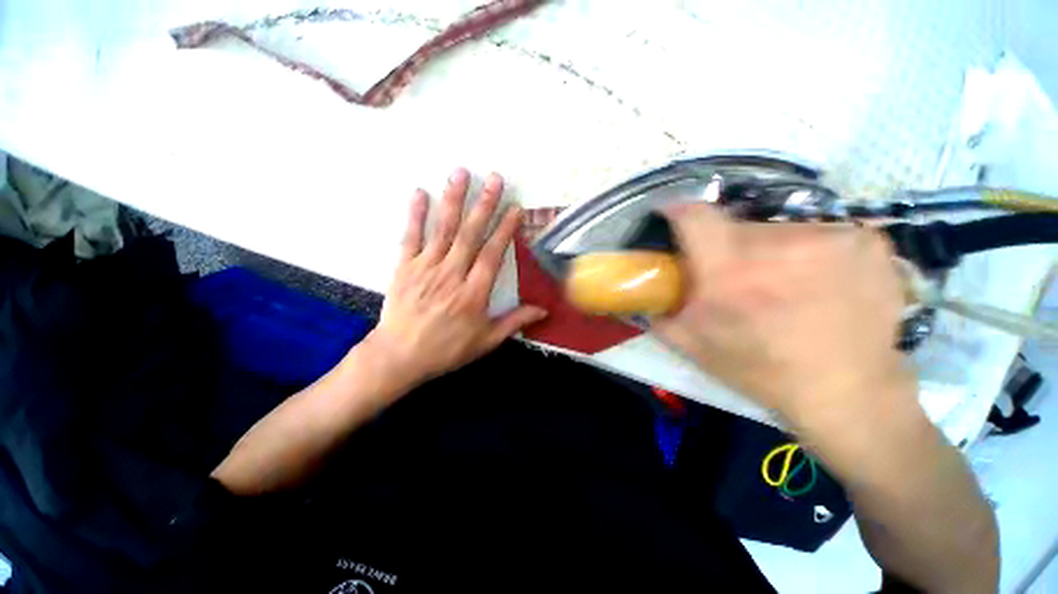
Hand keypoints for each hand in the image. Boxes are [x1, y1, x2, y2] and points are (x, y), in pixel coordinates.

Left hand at [365, 168, 546, 389]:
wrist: (400, 357)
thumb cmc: (446, 350)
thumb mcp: (486, 341)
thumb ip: (514, 322)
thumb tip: (543, 310)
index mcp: (474, 293)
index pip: (493, 254)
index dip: (505, 230)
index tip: (514, 208)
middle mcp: (452, 275)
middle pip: (470, 234)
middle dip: (484, 205)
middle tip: (494, 179)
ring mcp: (425, 268)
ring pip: (442, 230)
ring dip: (453, 201)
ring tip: (461, 174)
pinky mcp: (404, 268)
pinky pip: (410, 237)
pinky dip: (415, 215)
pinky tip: (420, 193)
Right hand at [653, 204, 918, 428]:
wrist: (846, 391)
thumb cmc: (760, 368)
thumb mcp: (692, 344)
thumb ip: (658, 313)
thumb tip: (639, 294)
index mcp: (730, 270)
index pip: (695, 215)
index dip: (677, 209)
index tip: (670, 214)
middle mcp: (780, 242)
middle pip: (737, 225)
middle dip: (727, 246)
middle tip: (735, 276)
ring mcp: (831, 236)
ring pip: (780, 230)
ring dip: (771, 250)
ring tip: (781, 283)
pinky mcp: (867, 240)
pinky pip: (822, 233)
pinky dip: (812, 252)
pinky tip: (820, 281)